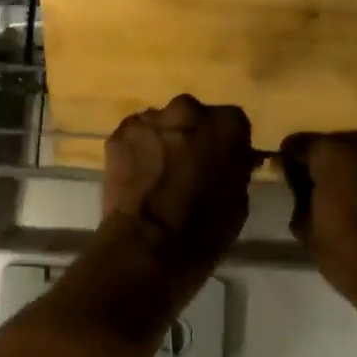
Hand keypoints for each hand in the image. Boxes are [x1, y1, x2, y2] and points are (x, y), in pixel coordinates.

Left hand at [101, 95, 257, 300]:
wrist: (147, 246)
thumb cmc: (203, 230)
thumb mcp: (238, 200)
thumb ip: (235, 168)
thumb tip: (233, 160)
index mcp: (226, 124)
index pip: (232, 123)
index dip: (225, 144)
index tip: (220, 163)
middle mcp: (188, 110)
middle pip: (193, 117)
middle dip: (192, 136)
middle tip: (188, 166)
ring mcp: (149, 120)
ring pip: (160, 125)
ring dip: (162, 142)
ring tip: (158, 175)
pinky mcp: (118, 134)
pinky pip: (134, 138)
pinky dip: (136, 152)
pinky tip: (137, 178)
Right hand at [278, 129, 356, 333]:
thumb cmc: (354, 260)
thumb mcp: (307, 230)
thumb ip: (298, 193)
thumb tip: (295, 176)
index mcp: (334, 153)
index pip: (299, 144)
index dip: (291, 162)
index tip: (291, 179)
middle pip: (338, 144)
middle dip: (329, 163)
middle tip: (326, 192)